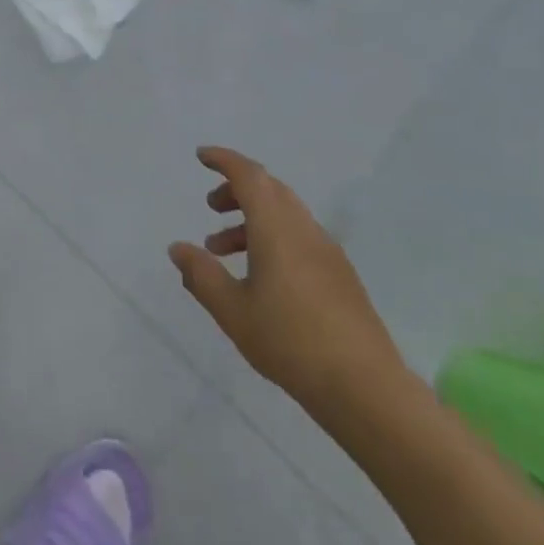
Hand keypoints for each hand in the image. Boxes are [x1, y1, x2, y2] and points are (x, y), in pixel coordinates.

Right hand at [169, 146, 406, 420]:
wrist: (365, 388)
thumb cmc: (290, 342)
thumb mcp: (232, 310)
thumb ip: (201, 275)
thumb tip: (178, 248)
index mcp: (277, 228)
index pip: (249, 175)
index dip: (224, 160)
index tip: (201, 156)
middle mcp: (304, 230)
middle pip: (270, 189)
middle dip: (237, 189)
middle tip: (211, 206)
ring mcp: (327, 252)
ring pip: (285, 214)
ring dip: (252, 219)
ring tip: (222, 250)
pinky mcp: (340, 275)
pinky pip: (299, 236)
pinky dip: (272, 238)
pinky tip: (260, 276)